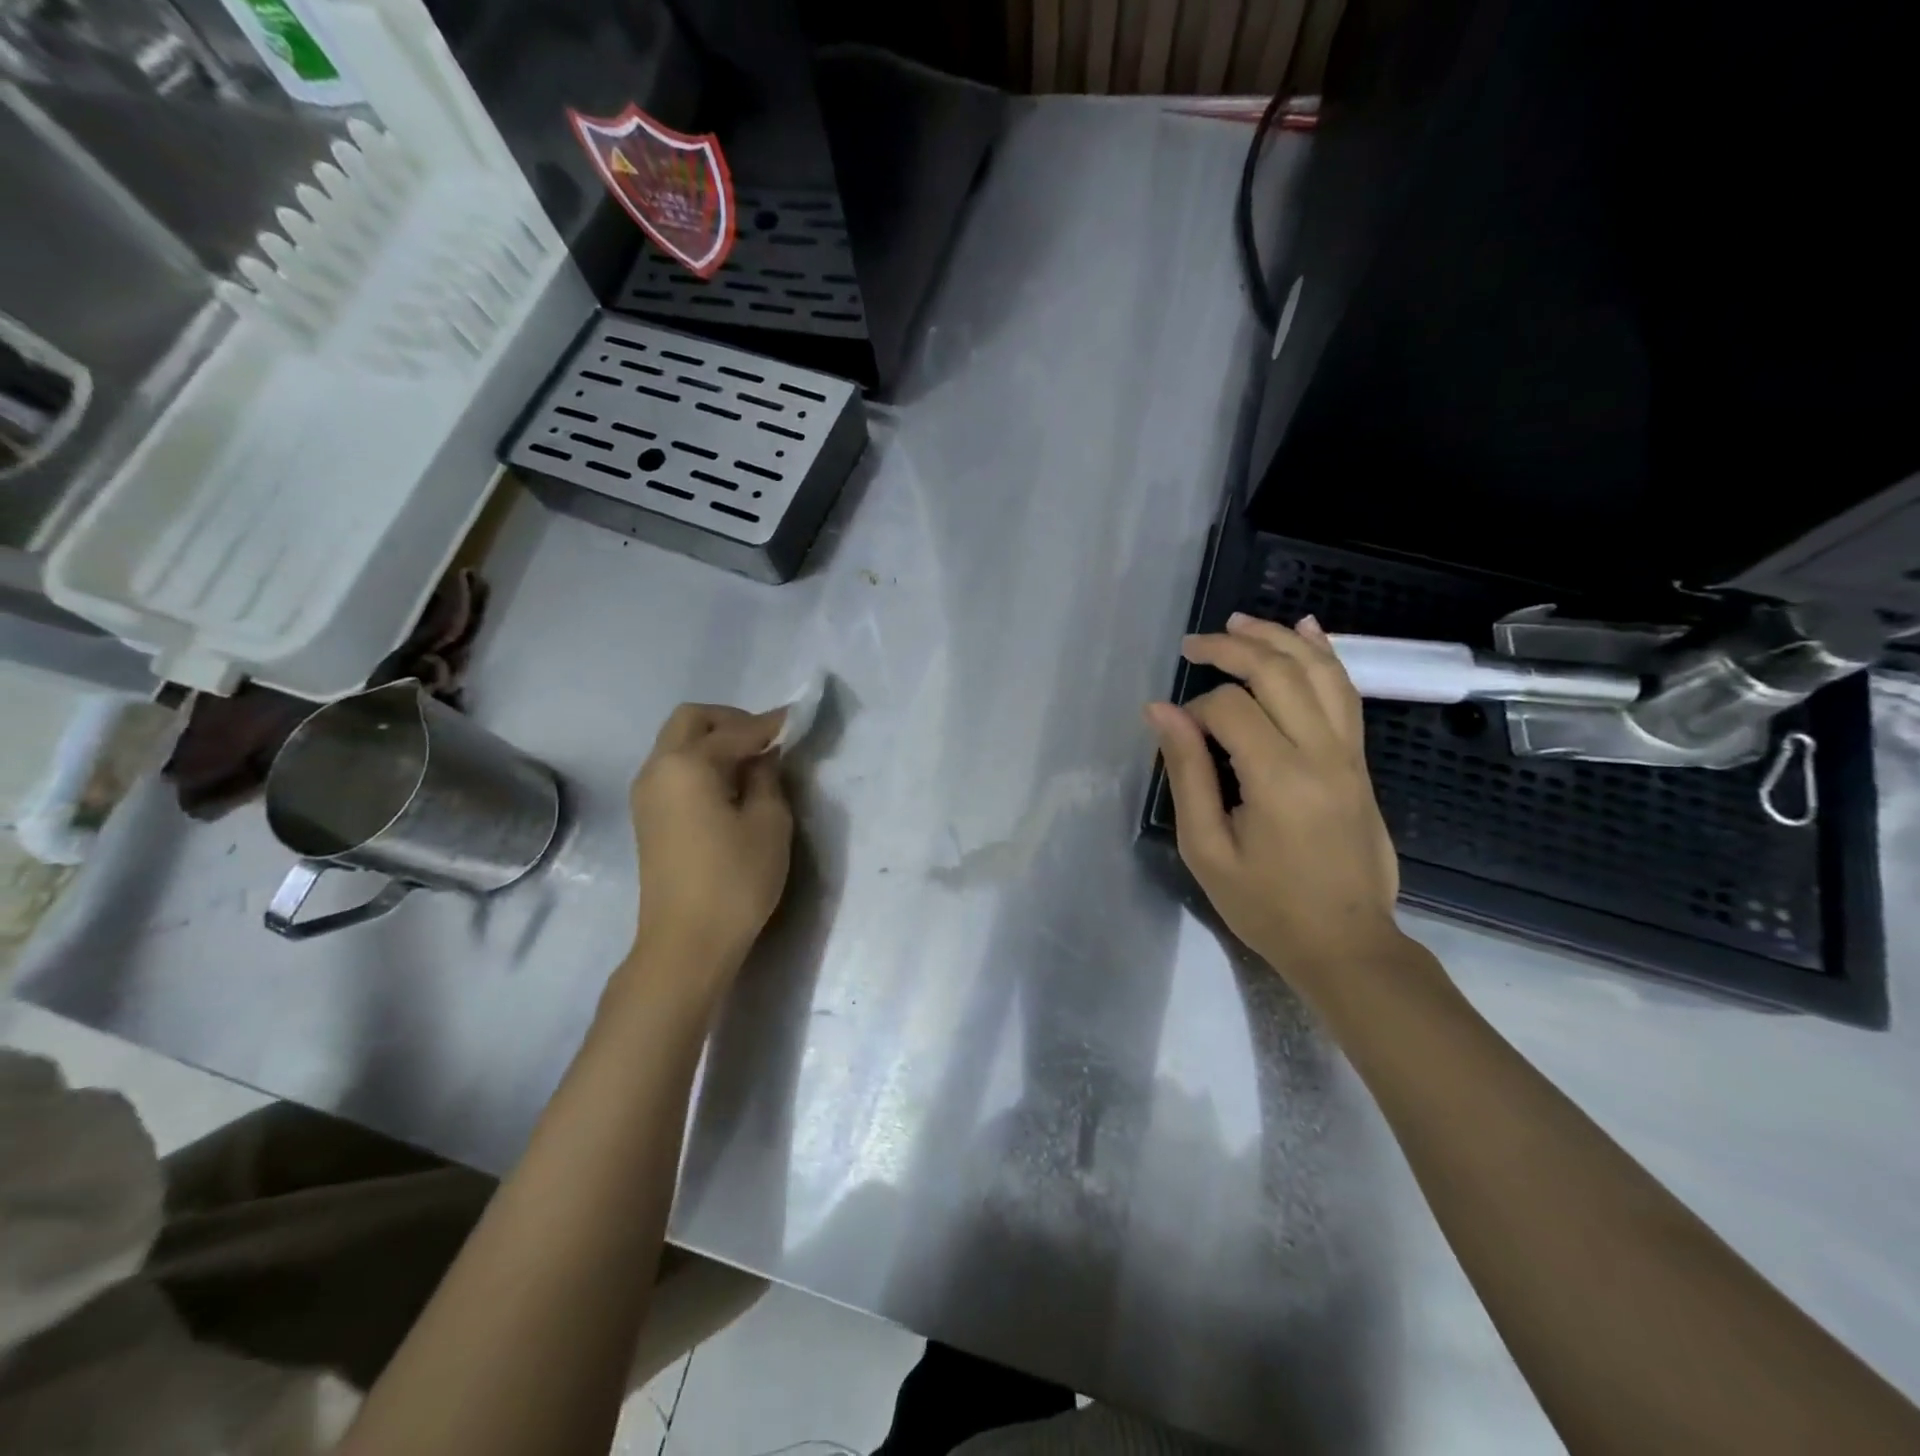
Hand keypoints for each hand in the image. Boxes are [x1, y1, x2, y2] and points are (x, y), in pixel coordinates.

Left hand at [629, 703, 793, 978]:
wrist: (686, 943)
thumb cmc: (735, 880)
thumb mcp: (768, 823)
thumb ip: (767, 778)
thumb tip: (762, 757)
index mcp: (687, 764)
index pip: (735, 730)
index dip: (771, 723)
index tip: (798, 717)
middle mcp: (658, 769)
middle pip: (690, 721)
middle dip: (731, 721)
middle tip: (767, 740)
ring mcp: (647, 794)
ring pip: (678, 744)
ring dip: (714, 741)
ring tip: (753, 763)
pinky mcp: (648, 817)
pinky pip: (674, 770)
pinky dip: (702, 763)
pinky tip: (731, 786)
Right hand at [1146, 613, 1405, 994]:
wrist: (1347, 944)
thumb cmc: (1266, 906)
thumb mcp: (1207, 849)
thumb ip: (1187, 774)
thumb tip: (1161, 711)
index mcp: (1279, 778)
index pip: (1231, 708)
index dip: (1195, 709)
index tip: (1177, 732)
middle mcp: (1322, 753)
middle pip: (1279, 672)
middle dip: (1231, 648)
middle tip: (1192, 643)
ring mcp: (1350, 754)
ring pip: (1319, 671)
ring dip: (1278, 638)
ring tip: (1239, 622)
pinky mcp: (1361, 761)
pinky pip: (1347, 692)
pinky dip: (1325, 655)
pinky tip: (1305, 631)